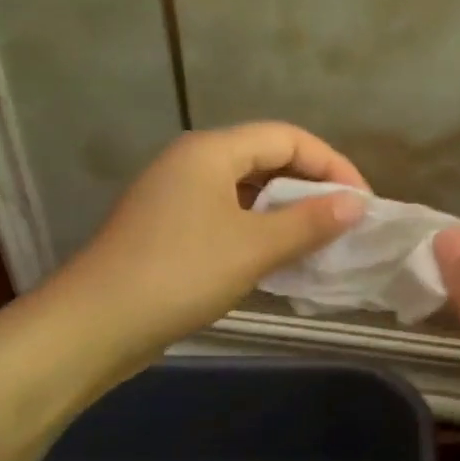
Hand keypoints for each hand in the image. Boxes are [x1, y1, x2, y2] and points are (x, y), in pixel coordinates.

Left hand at [51, 123, 366, 362]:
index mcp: (211, 151)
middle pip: (266, 159)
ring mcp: (176, 197)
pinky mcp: (169, 230)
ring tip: (320, 241)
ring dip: (287, 212)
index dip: (331, 164)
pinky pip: (228, 218)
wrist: (97, 323)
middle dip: (311, 187)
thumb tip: (356, 204)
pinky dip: (259, 232)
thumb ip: (309, 222)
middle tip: (345, 222)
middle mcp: (192, 163)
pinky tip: (278, 260)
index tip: (362, 202)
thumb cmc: (181, 274)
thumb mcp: (254, 247)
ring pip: (247, 192)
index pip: (287, 137)